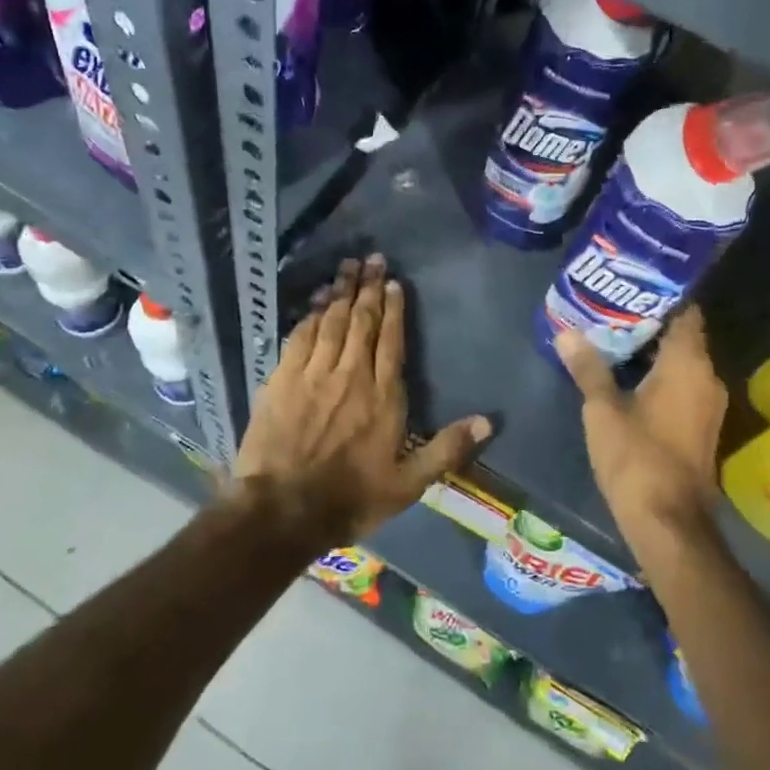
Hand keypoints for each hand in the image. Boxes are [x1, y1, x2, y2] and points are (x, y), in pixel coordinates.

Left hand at [233, 255, 490, 549]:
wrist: (282, 510)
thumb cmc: (350, 498)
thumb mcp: (408, 484)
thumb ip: (447, 449)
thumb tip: (488, 421)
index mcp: (383, 396)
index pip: (391, 341)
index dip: (394, 310)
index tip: (394, 283)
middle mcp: (350, 375)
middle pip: (361, 322)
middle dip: (368, 288)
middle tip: (373, 259)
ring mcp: (312, 374)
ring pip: (331, 322)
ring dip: (341, 292)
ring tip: (348, 267)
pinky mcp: (281, 380)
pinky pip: (300, 337)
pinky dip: (310, 315)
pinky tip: (316, 302)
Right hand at [554, 307, 726, 556]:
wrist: (669, 523)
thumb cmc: (637, 458)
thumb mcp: (603, 410)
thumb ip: (588, 368)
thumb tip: (566, 334)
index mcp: (688, 364)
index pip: (685, 312)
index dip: (661, 296)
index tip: (631, 286)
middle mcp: (707, 377)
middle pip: (683, 336)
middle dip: (649, 323)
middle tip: (611, 311)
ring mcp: (709, 405)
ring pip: (683, 363)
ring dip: (653, 352)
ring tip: (613, 339)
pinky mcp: (703, 427)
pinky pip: (684, 386)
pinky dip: (661, 376)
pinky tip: (629, 378)